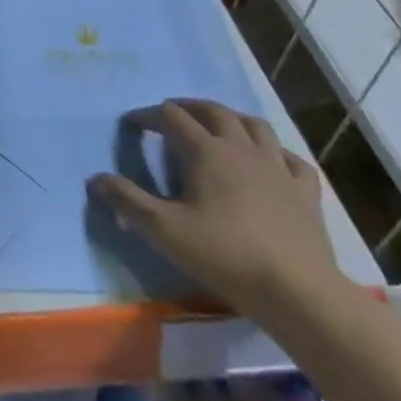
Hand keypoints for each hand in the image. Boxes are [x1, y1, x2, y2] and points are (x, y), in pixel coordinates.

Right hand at [88, 99, 347, 321]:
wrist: (299, 293)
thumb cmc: (226, 256)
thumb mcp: (165, 231)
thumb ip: (128, 202)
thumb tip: (95, 179)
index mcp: (207, 151)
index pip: (171, 117)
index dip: (148, 116)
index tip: (132, 124)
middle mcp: (242, 148)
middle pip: (213, 111)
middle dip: (189, 107)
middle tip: (172, 113)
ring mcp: (277, 167)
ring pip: (254, 126)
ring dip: (232, 119)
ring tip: (220, 126)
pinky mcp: (305, 192)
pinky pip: (291, 159)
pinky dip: (276, 152)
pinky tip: (272, 161)